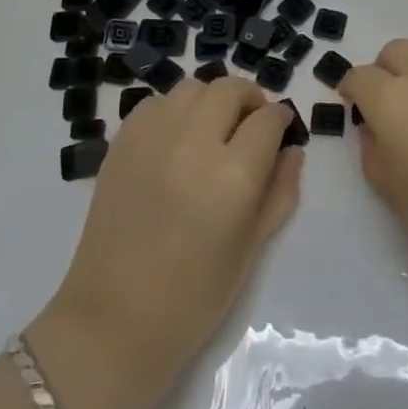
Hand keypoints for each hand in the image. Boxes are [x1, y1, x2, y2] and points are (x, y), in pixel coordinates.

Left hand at [42, 78, 302, 387]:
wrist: (115, 320)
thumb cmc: (195, 296)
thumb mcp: (253, 247)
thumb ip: (280, 191)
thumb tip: (292, 151)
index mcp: (233, 174)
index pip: (268, 119)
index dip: (281, 121)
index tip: (282, 131)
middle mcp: (193, 142)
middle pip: (230, 89)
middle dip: (250, 100)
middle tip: (251, 126)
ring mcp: (151, 138)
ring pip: (192, 88)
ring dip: (211, 101)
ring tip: (213, 130)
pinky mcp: (121, 144)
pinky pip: (155, 104)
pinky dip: (174, 111)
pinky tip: (176, 140)